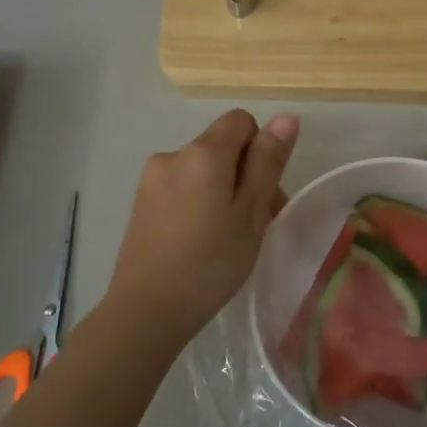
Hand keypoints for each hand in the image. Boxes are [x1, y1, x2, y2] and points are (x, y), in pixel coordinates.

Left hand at [108, 110, 299, 341]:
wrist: (147, 310)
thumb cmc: (211, 262)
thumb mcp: (251, 212)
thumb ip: (268, 162)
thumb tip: (285, 117)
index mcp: (203, 153)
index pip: (241, 121)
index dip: (261, 148)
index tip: (264, 192)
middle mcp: (173, 155)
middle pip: (221, 147)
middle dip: (244, 174)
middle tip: (256, 225)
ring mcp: (151, 179)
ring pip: (201, 171)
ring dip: (221, 191)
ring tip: (227, 238)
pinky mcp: (141, 203)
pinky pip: (181, 188)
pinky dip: (198, 204)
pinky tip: (199, 242)